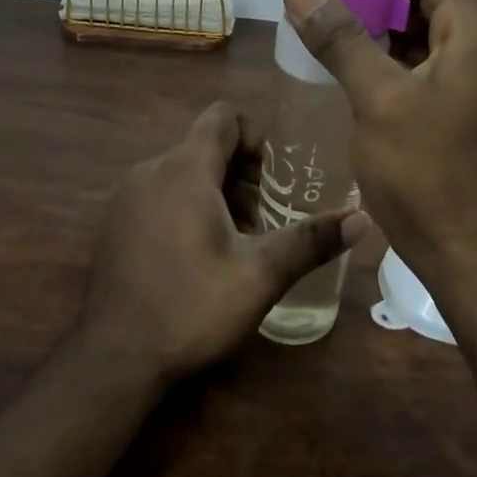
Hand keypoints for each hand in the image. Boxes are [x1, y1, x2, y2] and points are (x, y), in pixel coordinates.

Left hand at [81, 101, 367, 382]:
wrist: (113, 360)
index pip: (223, 117)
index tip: (271, 178)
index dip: (255, 136)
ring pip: (182, 173)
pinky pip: (159, 195)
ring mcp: (126, 197)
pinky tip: (197, 258)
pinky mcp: (114, 224)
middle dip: (241, 174)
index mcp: (184, 169)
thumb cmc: (191, 307)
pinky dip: (185, 208)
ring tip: (236, 243)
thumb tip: (363, 219)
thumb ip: (311, 241)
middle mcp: (150, 170)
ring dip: (215, 194)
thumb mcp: (260, 275)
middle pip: (205, 147)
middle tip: (262, 221)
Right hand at [282, 0, 476, 279]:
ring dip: (391, 27)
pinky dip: (402, 57)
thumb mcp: (375, 98)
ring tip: (341, 38)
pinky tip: (365, 73)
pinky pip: (438, 63)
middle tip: (334, 9)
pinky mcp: (476, 108)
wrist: (462, 249)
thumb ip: (340, 37)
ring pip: (436, 31)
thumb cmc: (421, 172)